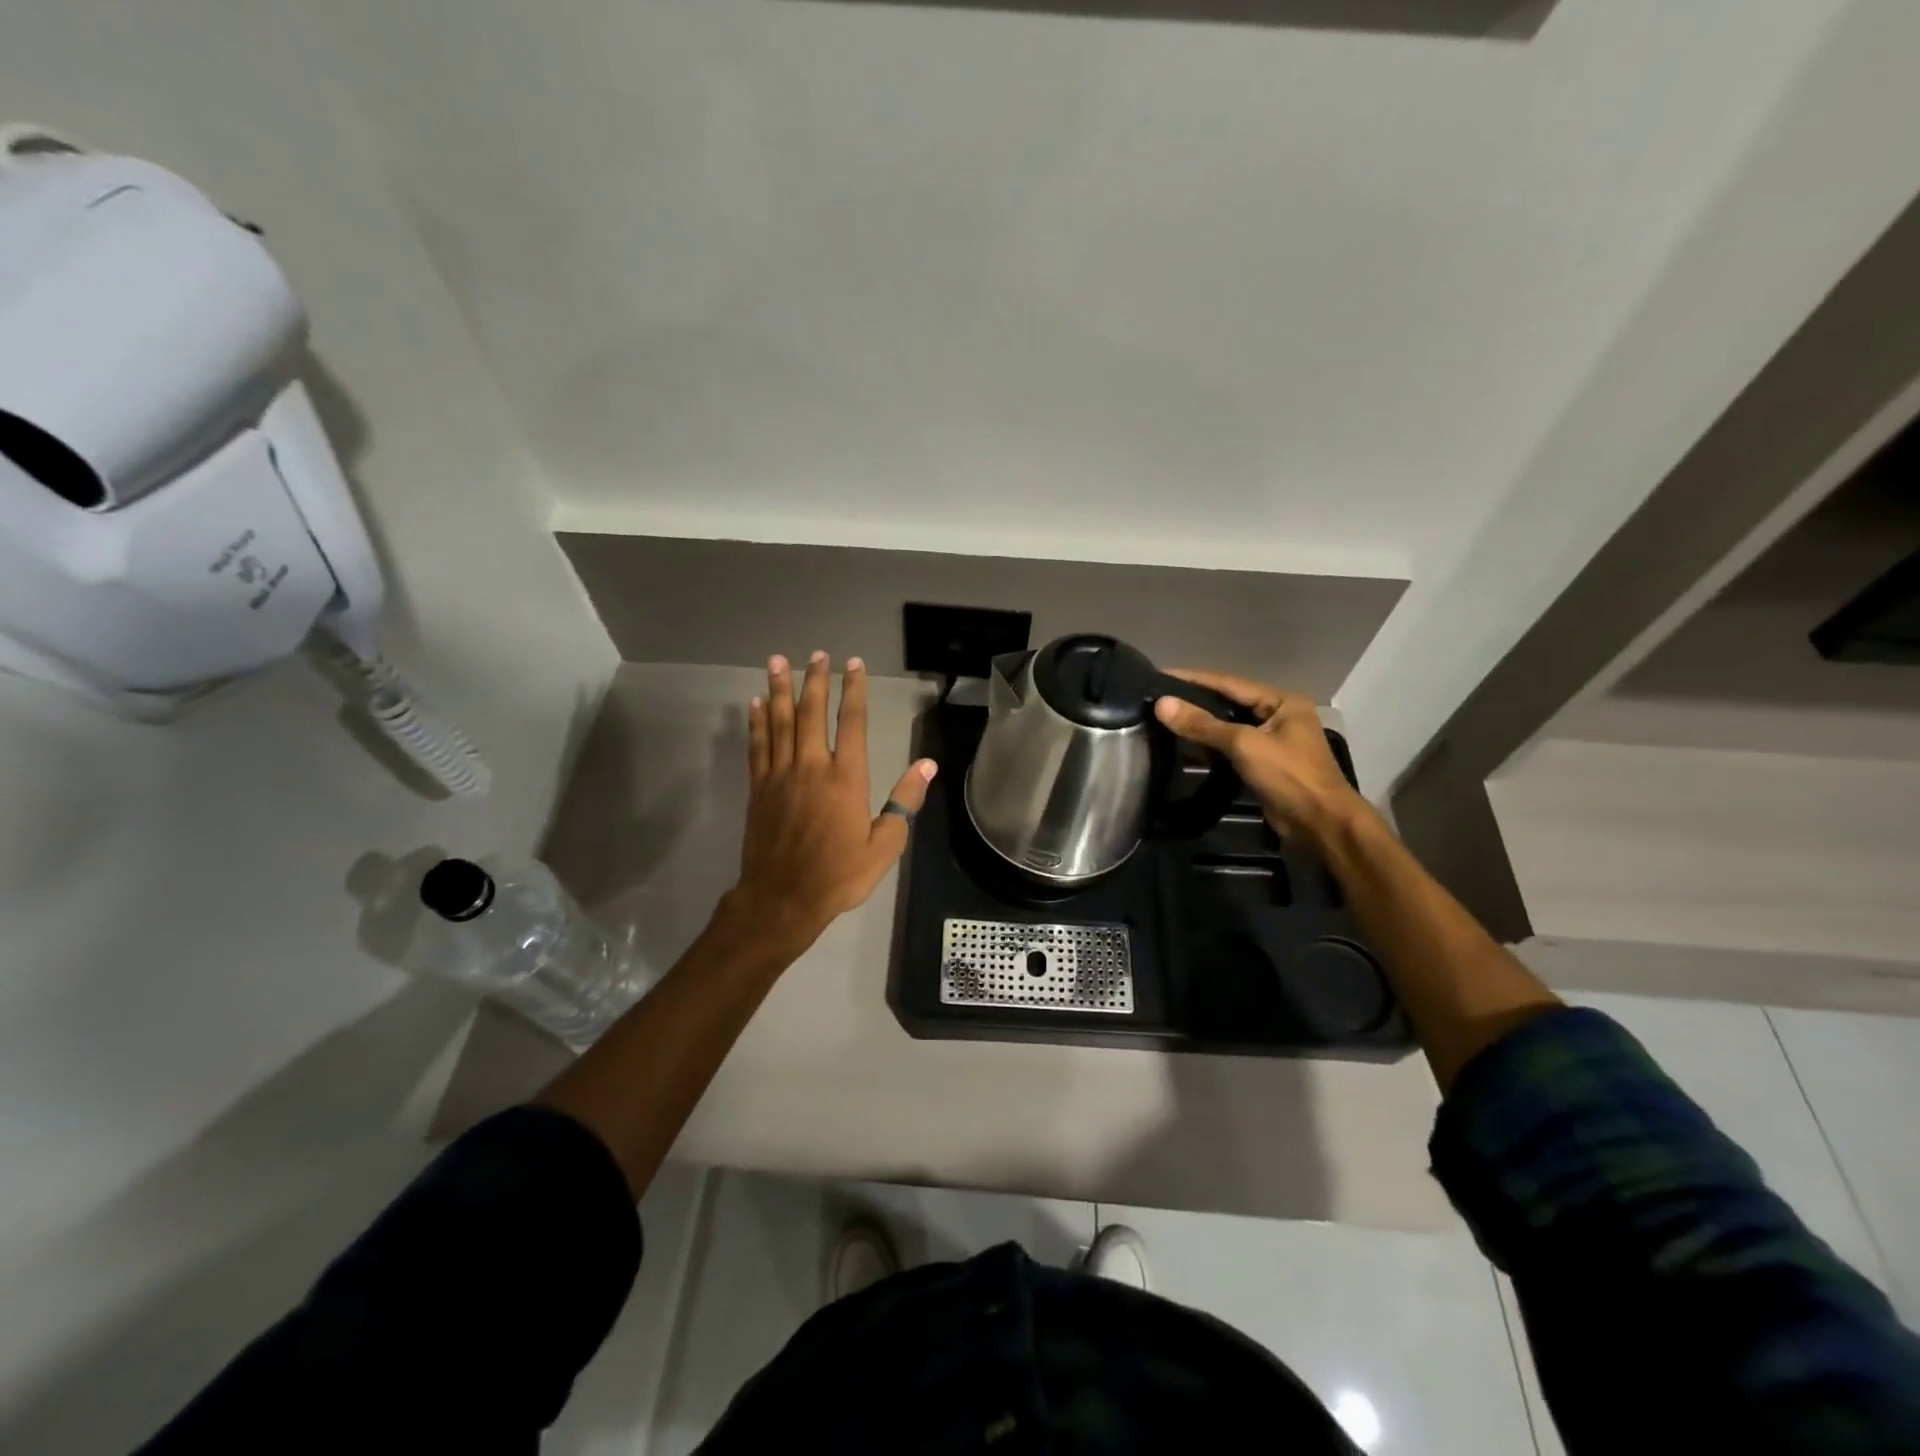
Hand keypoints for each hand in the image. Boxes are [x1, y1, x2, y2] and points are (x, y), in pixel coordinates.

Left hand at [730, 651, 936, 950]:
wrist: (781, 899)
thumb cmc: (838, 875)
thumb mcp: (884, 846)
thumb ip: (904, 803)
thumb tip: (927, 765)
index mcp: (845, 778)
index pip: (851, 723)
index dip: (853, 690)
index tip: (853, 664)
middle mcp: (811, 767)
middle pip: (811, 713)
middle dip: (815, 680)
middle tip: (817, 655)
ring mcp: (780, 775)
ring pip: (780, 722)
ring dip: (780, 689)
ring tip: (778, 661)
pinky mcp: (758, 788)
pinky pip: (757, 746)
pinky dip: (757, 722)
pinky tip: (757, 703)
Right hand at [1153, 671, 1369, 843]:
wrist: (1320, 824)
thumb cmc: (1289, 776)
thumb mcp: (1244, 745)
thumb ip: (1203, 724)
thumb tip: (1162, 705)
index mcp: (1282, 702)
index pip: (1230, 683)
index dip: (1193, 679)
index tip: (1160, 674)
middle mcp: (1278, 715)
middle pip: (1229, 702)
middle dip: (1195, 700)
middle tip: (1158, 696)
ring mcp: (1272, 741)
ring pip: (1228, 726)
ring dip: (1201, 724)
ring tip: (1165, 717)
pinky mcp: (1264, 764)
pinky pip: (1231, 747)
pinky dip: (1210, 745)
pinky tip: (1185, 744)